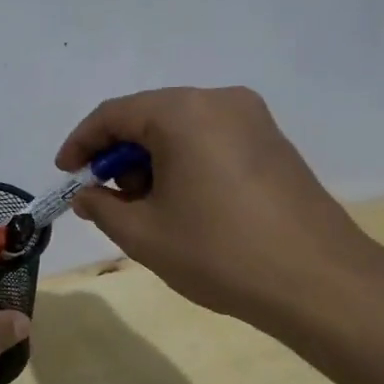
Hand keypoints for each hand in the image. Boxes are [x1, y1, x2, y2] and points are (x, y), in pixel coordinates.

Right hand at [56, 86, 381, 327]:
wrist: (318, 281)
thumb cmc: (218, 252)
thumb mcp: (142, 234)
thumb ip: (102, 206)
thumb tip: (87, 194)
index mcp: (183, 114)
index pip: (113, 115)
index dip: (80, 144)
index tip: (65, 175)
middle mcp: (219, 101)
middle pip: (148, 117)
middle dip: (117, 155)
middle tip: (104, 197)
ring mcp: (253, 120)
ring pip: (180, 128)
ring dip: (150, 160)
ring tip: (144, 207)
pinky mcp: (273, 143)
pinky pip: (209, 139)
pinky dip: (182, 162)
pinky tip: (181, 203)